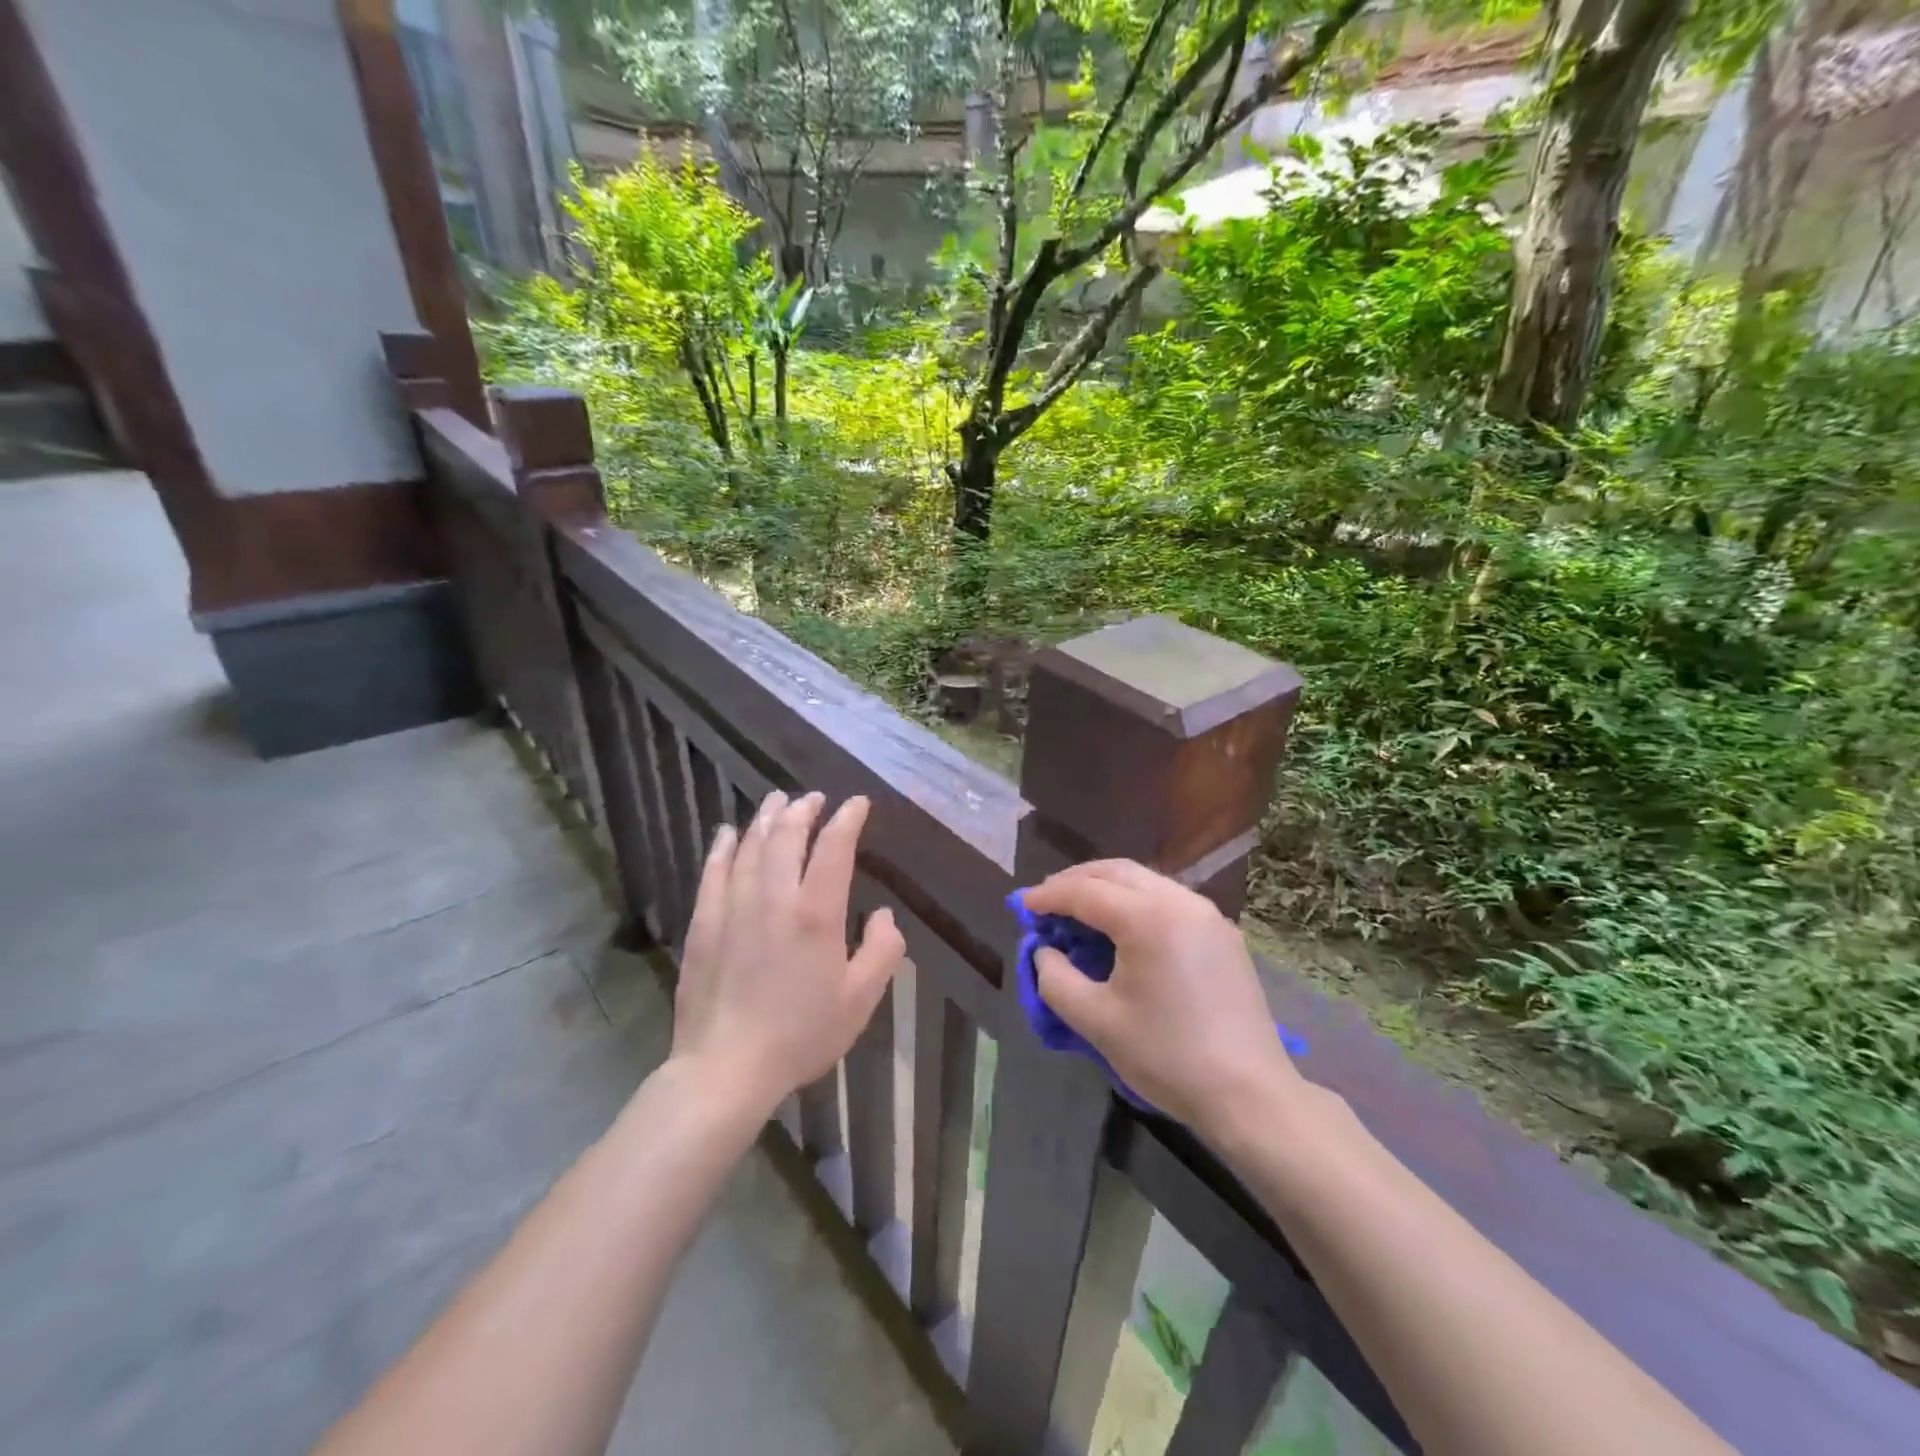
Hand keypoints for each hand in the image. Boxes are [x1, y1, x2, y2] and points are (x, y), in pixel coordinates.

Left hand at [671, 790, 905, 1118]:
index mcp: (817, 913)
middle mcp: (774, 898)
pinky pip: (714, 871)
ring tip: (778, 801)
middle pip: (788, 836)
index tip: (857, 803)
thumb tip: (886, 916)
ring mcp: (734, 906)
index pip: (834, 847)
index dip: (847, 819)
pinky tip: (729, 833)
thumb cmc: (801, 1035)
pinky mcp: (705, 923)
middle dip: (804, 809)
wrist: (727, 1068)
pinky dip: (724, 846)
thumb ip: (882, 952)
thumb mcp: (860, 1000)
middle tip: (814, 798)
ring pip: (751, 846)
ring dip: (767, 818)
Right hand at [1023, 860, 1303, 1134]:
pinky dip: (1136, 901)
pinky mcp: (1223, 934)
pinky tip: (1122, 926)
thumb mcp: (1096, 1021)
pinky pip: (1168, 899)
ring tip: (1079, 908)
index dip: (1049, 896)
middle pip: (1117, 872)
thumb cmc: (1167, 1056)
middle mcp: (1180, 902)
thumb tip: (1045, 951)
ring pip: (1146, 881)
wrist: (1249, 1096)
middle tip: (1046, 899)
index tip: (1022, 906)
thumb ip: (1056, 979)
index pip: (1086, 892)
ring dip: (1107, 887)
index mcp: (1148, 918)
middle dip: (1076, 880)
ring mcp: (1207, 915)